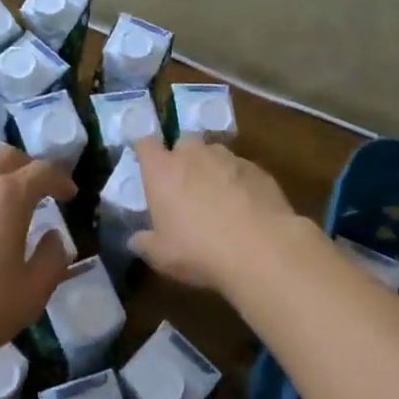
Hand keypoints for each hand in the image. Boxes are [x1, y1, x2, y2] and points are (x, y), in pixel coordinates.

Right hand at [129, 136, 302, 291]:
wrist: (261, 251)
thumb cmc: (199, 251)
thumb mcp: (161, 256)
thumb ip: (145, 243)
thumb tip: (136, 240)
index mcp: (163, 171)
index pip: (145, 144)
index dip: (144, 151)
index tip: (146, 165)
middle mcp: (194, 155)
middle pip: (183, 142)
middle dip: (182, 157)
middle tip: (184, 186)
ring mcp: (229, 158)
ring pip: (214, 154)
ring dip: (212, 169)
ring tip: (218, 198)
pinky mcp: (258, 170)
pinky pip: (241, 170)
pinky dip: (238, 182)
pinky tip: (245, 208)